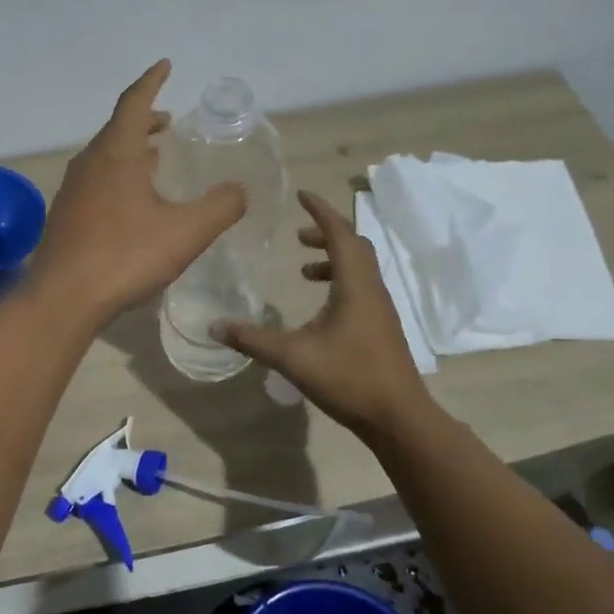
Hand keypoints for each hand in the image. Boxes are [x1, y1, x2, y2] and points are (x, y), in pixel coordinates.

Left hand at [28, 60, 246, 325]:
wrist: (64, 297)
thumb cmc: (126, 255)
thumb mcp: (186, 232)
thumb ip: (221, 206)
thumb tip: (239, 189)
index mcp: (116, 153)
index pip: (135, 102)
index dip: (152, 81)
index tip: (166, 65)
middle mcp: (90, 162)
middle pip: (118, 127)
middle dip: (145, 119)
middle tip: (169, 122)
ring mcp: (72, 188)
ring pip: (105, 155)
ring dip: (131, 148)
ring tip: (155, 157)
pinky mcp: (66, 214)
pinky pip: (96, 179)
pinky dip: (118, 173)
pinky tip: (130, 199)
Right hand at [218, 190, 439, 445]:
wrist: (399, 418)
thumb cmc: (349, 378)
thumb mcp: (292, 357)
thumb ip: (252, 339)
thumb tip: (213, 326)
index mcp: (354, 285)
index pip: (339, 233)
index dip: (321, 211)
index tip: (302, 195)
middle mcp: (371, 289)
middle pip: (354, 246)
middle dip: (326, 233)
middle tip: (298, 235)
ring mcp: (380, 309)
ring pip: (360, 268)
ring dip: (333, 259)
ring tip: (304, 270)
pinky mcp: (382, 327)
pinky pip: (361, 288)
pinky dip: (340, 282)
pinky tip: (321, 309)